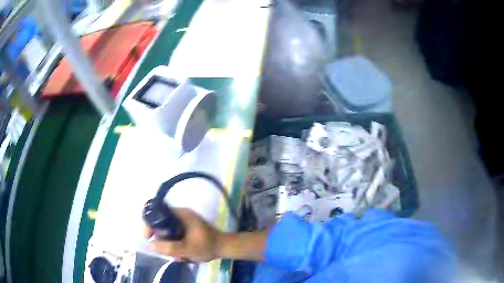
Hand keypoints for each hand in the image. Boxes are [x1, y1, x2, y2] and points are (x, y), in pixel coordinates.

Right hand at [144, 208, 221, 261]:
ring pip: (167, 231)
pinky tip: (181, 255)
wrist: (224, 247)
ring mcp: (183, 222)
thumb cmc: (207, 246)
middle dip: (160, 238)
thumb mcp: (186, 249)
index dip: (149, 223)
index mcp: (181, 213)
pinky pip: (174, 235)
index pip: (157, 212)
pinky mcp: (186, 229)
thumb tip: (149, 244)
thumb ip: (168, 247)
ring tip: (177, 255)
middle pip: (160, 223)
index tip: (147, 235)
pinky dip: (174, 244)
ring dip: (168, 244)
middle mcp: (180, 214)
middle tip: (164, 249)